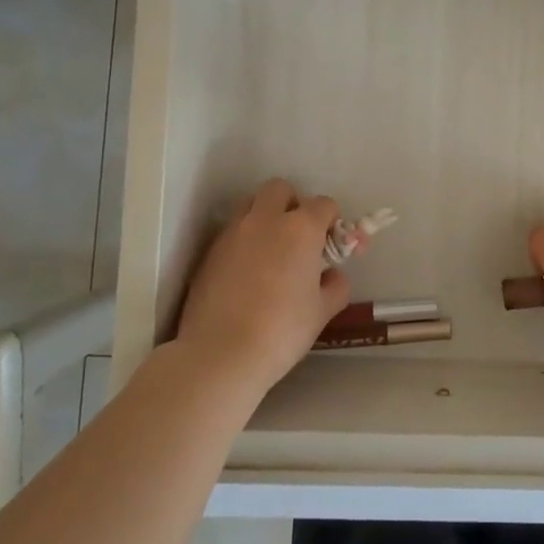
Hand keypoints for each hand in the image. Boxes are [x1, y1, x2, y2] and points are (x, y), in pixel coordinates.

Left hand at [174, 179, 350, 396]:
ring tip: (270, 252)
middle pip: (280, 189)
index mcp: (300, 228)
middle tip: (298, 237)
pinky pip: (231, 232)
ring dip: (264, 218)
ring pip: (250, 205)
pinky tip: (246, 274)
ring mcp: (232, 233)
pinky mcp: (208, 252)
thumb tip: (332, 276)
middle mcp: (265, 220)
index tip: (332, 244)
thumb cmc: (282, 330)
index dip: (332, 221)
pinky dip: (243, 241)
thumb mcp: (322, 311)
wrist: (221, 354)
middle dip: (292, 204)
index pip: (323, 204)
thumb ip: (335, 285)